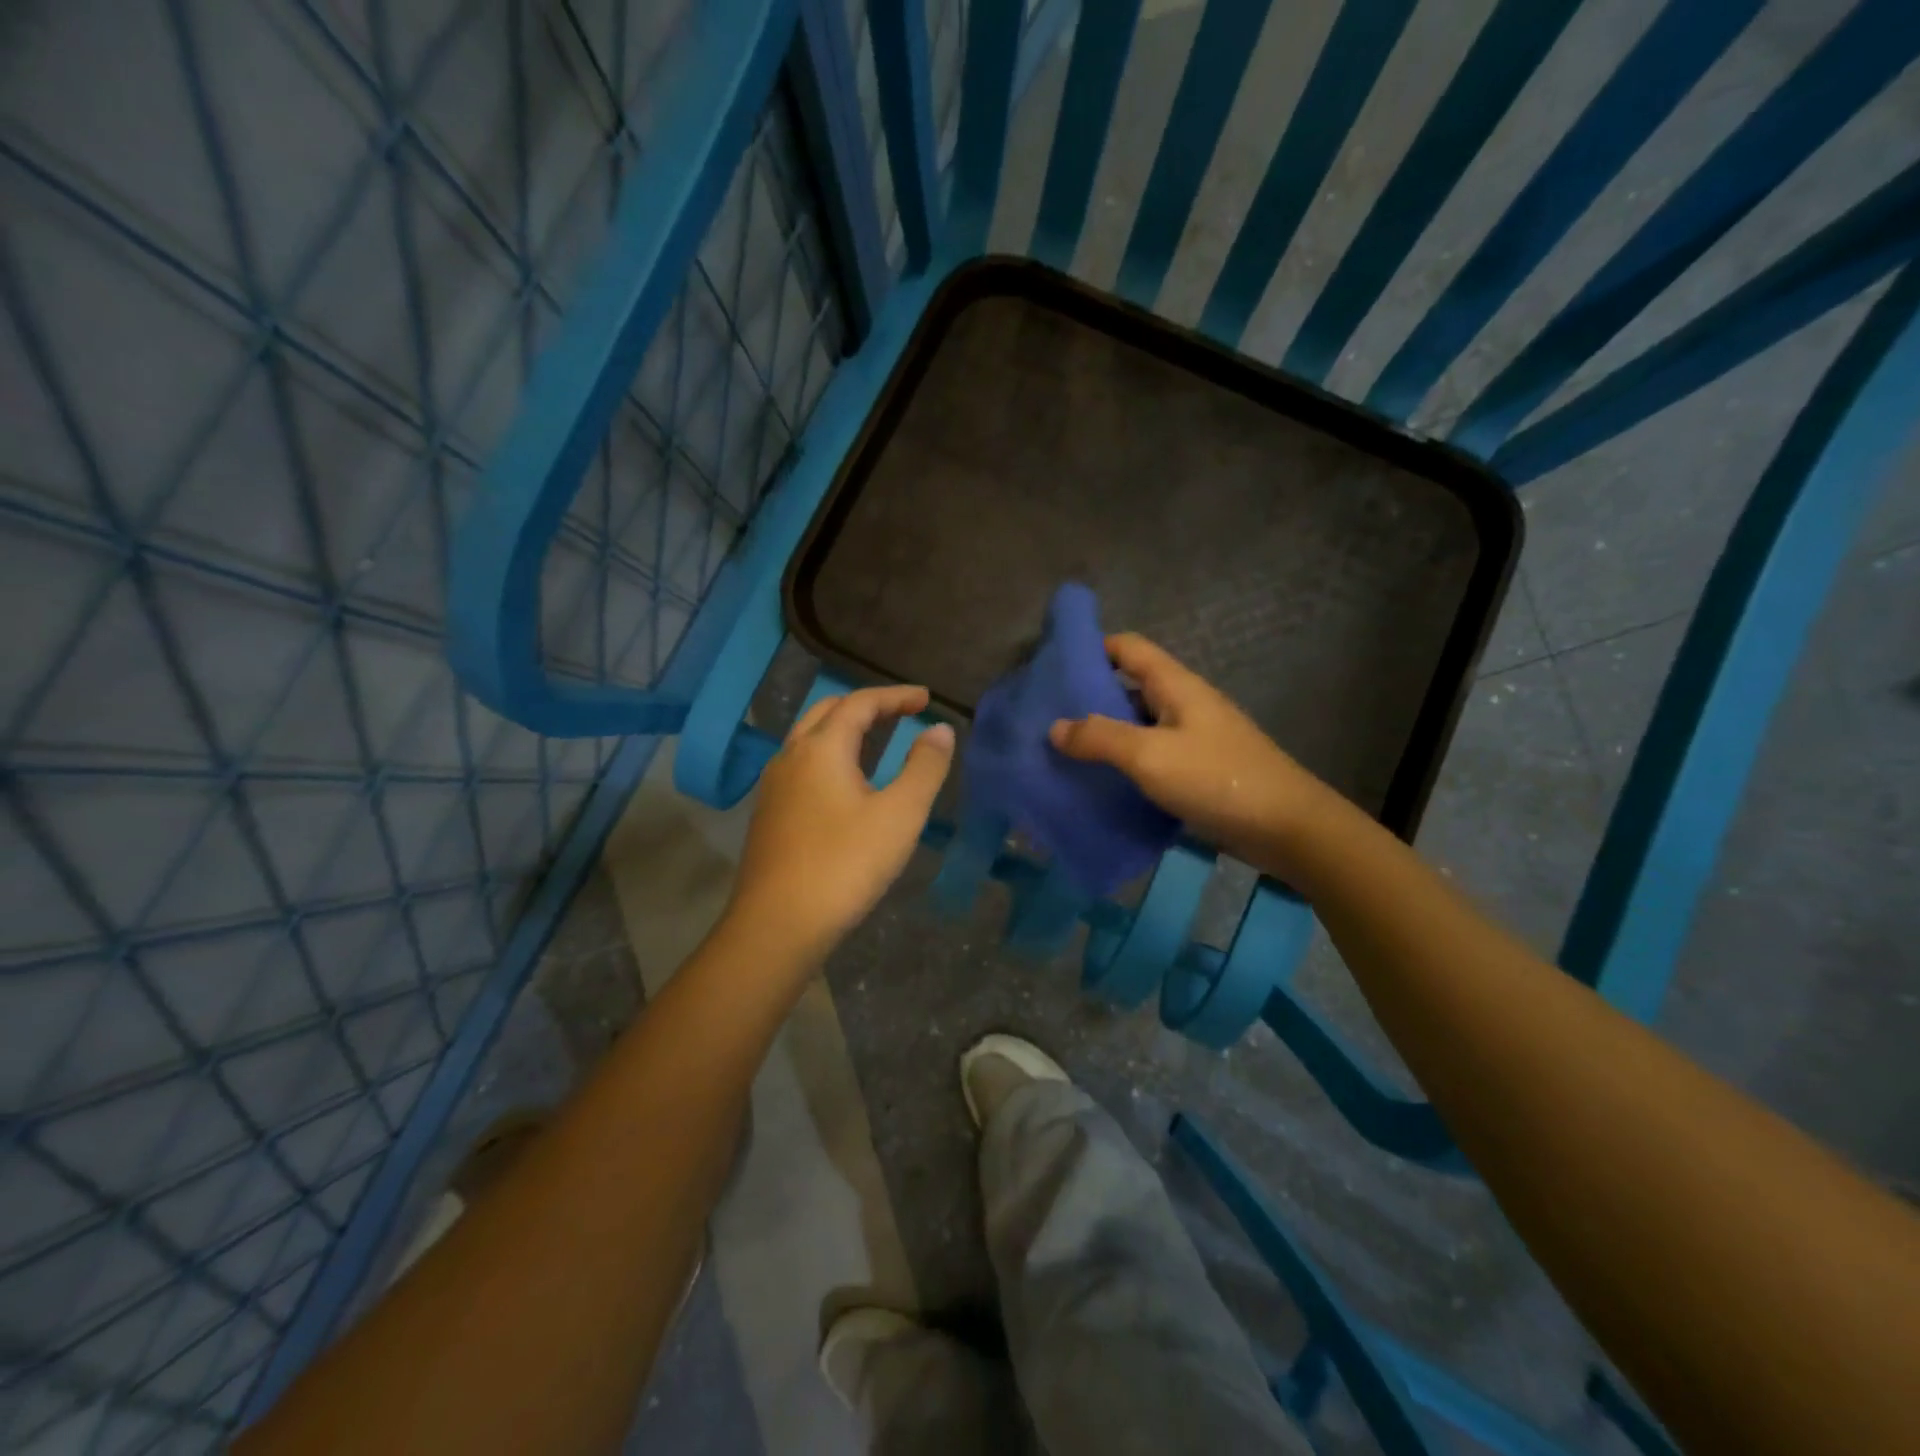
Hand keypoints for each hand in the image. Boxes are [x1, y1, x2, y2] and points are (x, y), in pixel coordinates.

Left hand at [728, 685, 954, 960]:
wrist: (777, 925)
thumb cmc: (845, 865)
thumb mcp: (900, 815)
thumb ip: (924, 768)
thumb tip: (941, 730)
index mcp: (822, 748)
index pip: (860, 703)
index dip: (895, 696)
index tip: (926, 699)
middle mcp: (791, 757)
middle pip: (829, 713)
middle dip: (867, 706)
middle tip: (902, 714)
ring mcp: (774, 786)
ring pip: (810, 739)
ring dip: (845, 730)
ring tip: (877, 741)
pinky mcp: (769, 814)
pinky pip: (802, 766)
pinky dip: (829, 755)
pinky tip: (845, 785)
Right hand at [1048, 634, 1323, 870]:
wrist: (1287, 828)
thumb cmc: (1217, 778)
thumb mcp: (1149, 756)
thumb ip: (1100, 738)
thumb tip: (1055, 727)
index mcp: (1176, 685)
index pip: (1129, 647)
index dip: (1092, 648)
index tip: (1054, 666)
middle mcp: (1185, 704)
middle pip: (1131, 686)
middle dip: (1091, 696)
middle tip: (1047, 715)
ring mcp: (1194, 738)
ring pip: (1140, 724)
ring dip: (1107, 734)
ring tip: (1065, 751)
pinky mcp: (1199, 770)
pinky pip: (1153, 756)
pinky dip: (1127, 763)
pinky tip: (1102, 782)